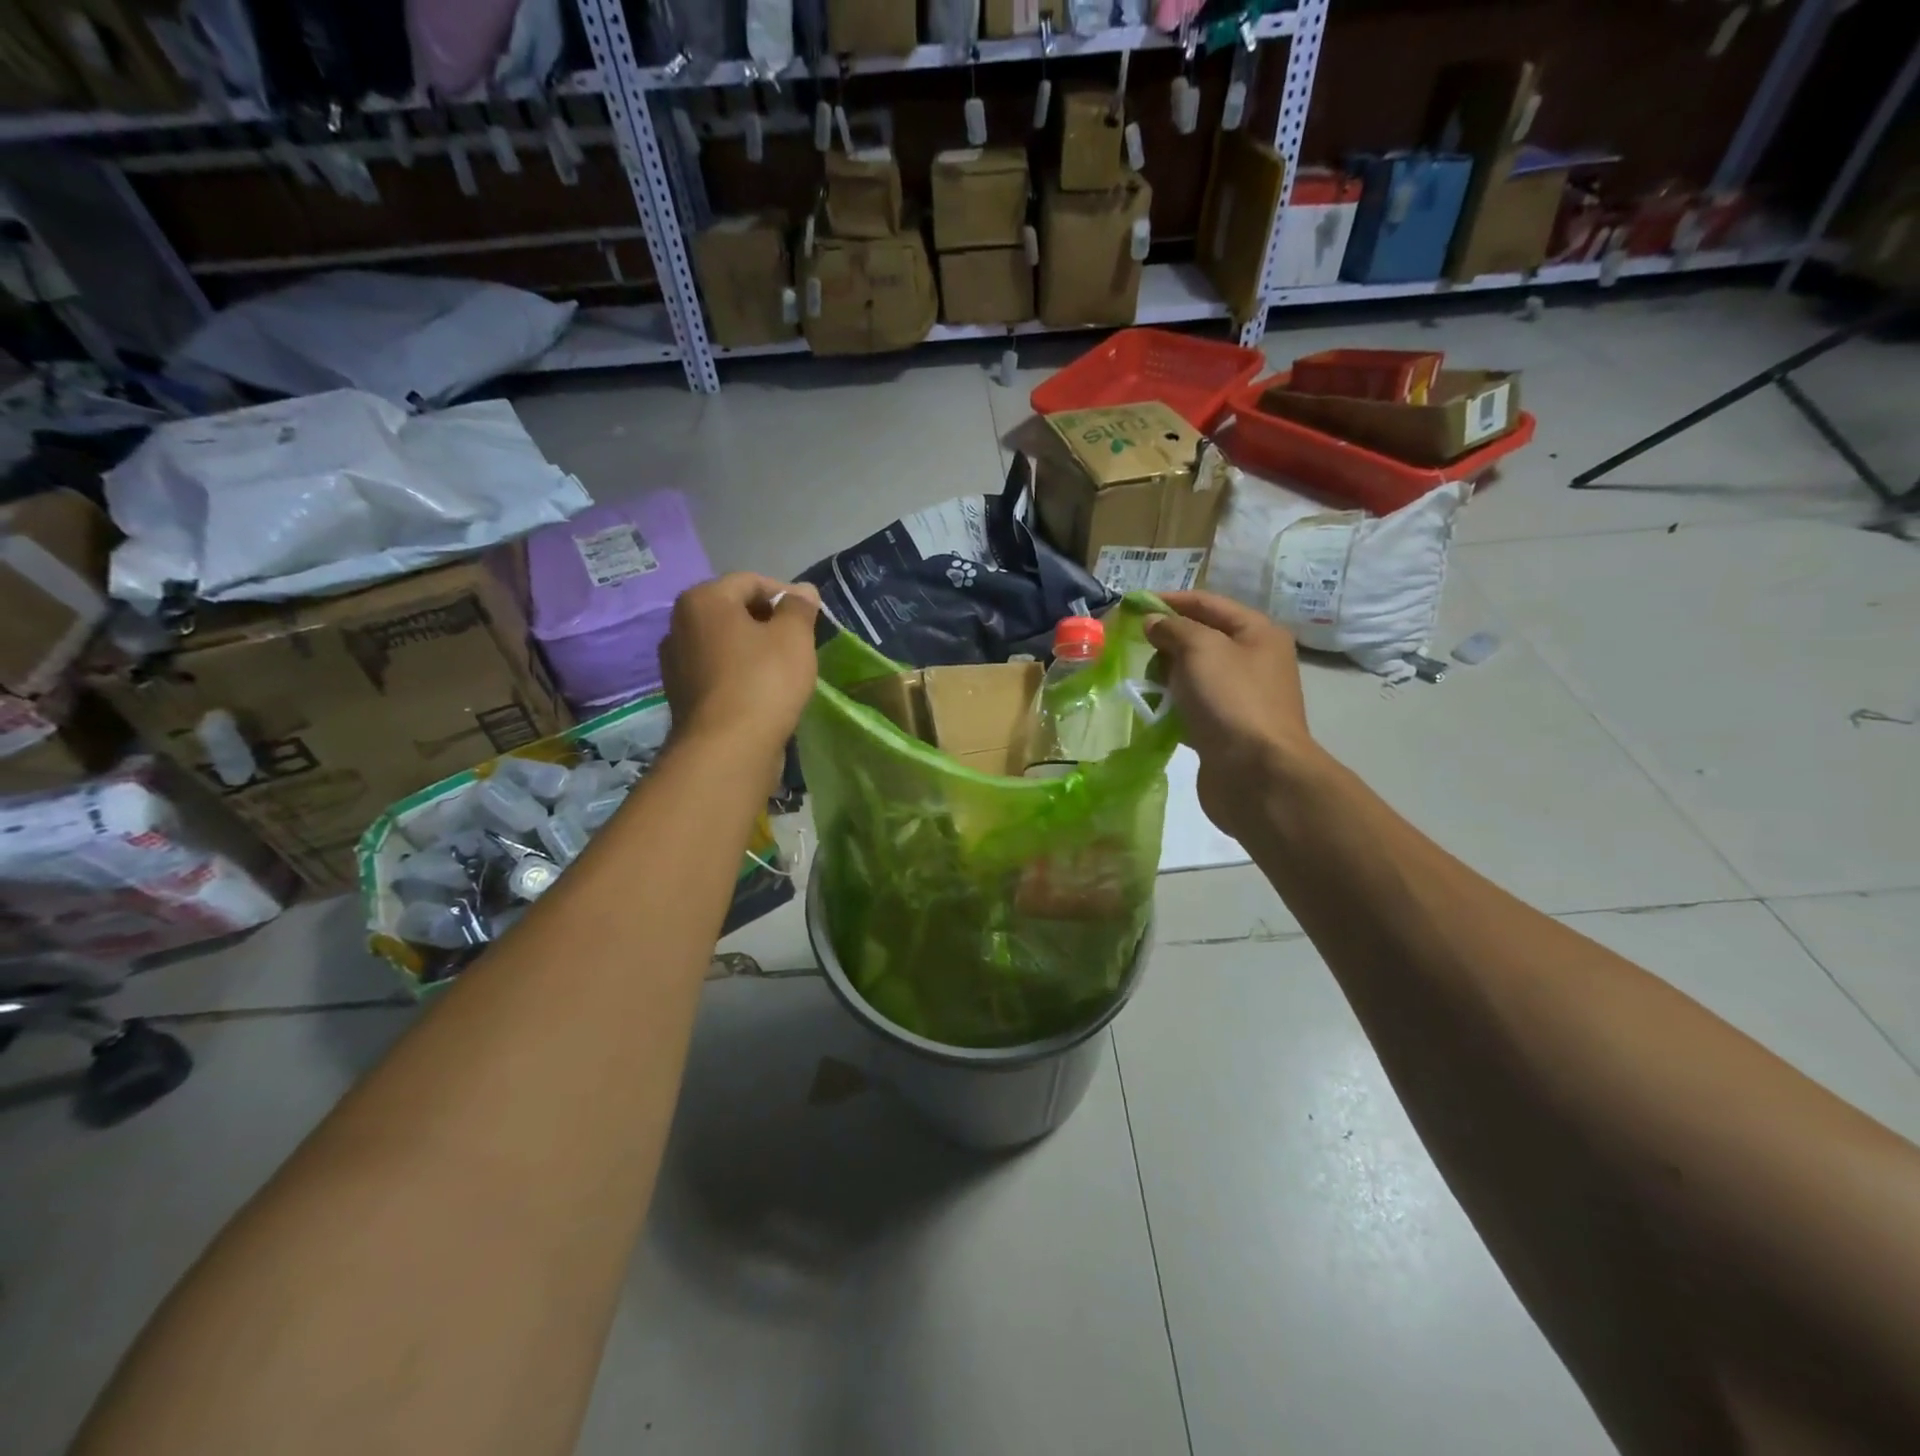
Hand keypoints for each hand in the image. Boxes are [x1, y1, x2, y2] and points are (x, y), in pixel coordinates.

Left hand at [661, 574, 819, 761]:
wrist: (727, 749)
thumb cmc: (763, 681)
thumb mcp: (794, 637)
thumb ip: (799, 608)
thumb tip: (803, 591)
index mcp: (702, 600)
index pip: (751, 581)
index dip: (786, 594)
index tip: (811, 617)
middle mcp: (679, 624)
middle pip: (733, 611)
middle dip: (768, 621)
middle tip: (800, 642)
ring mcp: (675, 662)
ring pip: (725, 643)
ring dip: (754, 649)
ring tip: (784, 668)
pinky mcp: (681, 695)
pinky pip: (717, 672)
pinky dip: (740, 673)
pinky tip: (762, 692)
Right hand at [1146, 591, 1315, 837]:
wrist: (1256, 774)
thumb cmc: (1231, 701)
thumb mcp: (1200, 649)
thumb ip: (1174, 629)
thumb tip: (1154, 623)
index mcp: (1257, 633)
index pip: (1206, 602)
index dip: (1169, 600)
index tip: (1131, 605)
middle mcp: (1254, 660)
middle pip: (1201, 638)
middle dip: (1166, 640)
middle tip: (1133, 648)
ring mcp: (1241, 697)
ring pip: (1194, 675)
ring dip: (1166, 675)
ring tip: (1140, 680)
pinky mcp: (1227, 728)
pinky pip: (1193, 706)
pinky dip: (1173, 705)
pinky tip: (1153, 709)